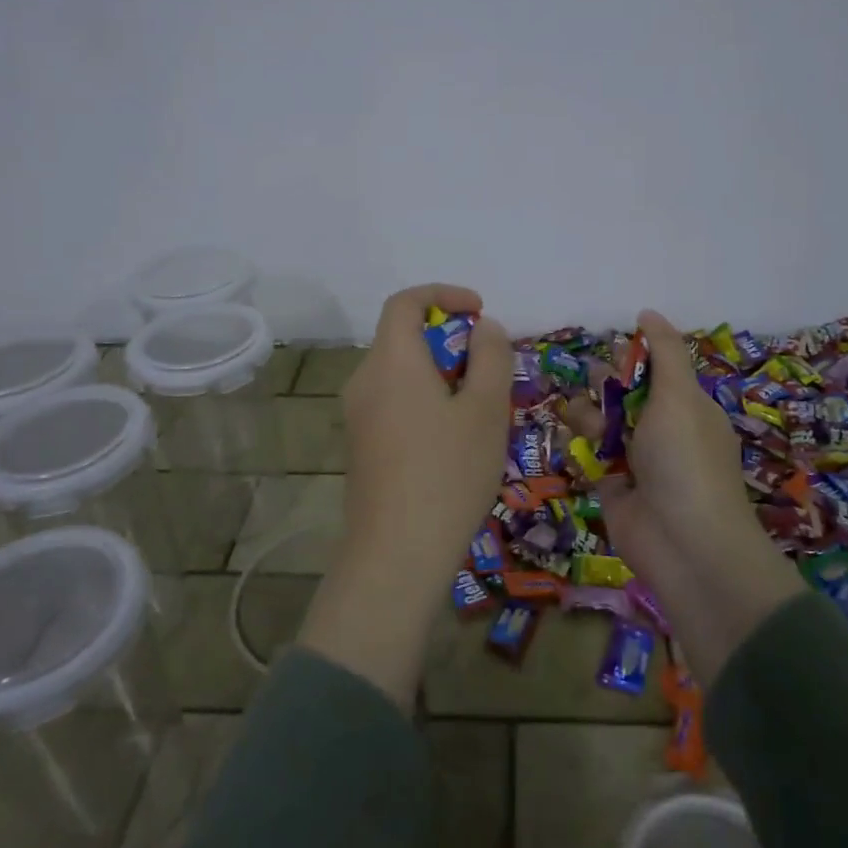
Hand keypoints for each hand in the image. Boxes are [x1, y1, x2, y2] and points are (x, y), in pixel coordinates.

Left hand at [299, 282, 512, 709]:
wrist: (397, 553)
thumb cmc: (449, 472)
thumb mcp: (486, 409)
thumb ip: (490, 357)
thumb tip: (483, 328)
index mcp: (391, 360)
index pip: (405, 302)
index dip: (444, 294)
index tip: (480, 311)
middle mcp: (364, 379)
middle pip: (403, 337)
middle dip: (450, 340)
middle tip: (490, 370)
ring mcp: (357, 415)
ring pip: (401, 372)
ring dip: (440, 373)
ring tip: (480, 409)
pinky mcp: (360, 445)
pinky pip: (394, 401)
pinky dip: (424, 399)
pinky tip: (453, 440)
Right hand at [569, 309, 799, 684]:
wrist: (684, 543)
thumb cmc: (685, 460)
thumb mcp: (679, 395)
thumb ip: (663, 351)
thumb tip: (647, 312)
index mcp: (687, 408)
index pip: (657, 372)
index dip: (633, 359)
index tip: (610, 348)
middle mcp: (664, 433)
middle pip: (627, 397)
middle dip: (605, 385)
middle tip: (586, 381)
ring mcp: (639, 462)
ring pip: (606, 425)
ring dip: (587, 414)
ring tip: (573, 411)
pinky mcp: (614, 488)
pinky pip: (592, 456)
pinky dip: (580, 445)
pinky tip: (566, 435)